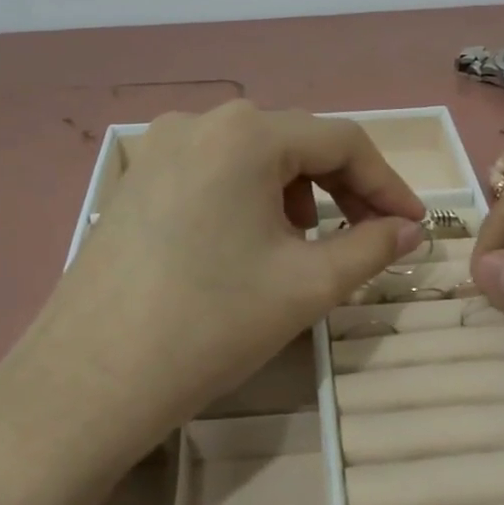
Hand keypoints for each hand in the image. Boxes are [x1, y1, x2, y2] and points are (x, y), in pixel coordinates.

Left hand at [0, 102, 424, 504]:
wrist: (89, 382)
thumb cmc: (211, 323)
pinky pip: (214, 172)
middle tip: (370, 238)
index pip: (343, 141)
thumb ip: (373, 247)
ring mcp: (158, 147)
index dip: (388, 183)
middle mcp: (200, 122)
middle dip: (344, 189)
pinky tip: (250, 245)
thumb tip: (412, 231)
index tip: (414, 226)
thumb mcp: (307, 285)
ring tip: (305, 247)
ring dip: (297, 193)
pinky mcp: (136, 179)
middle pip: (296, 142)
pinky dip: (251, 198)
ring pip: (254, 157)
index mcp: (246, 133)